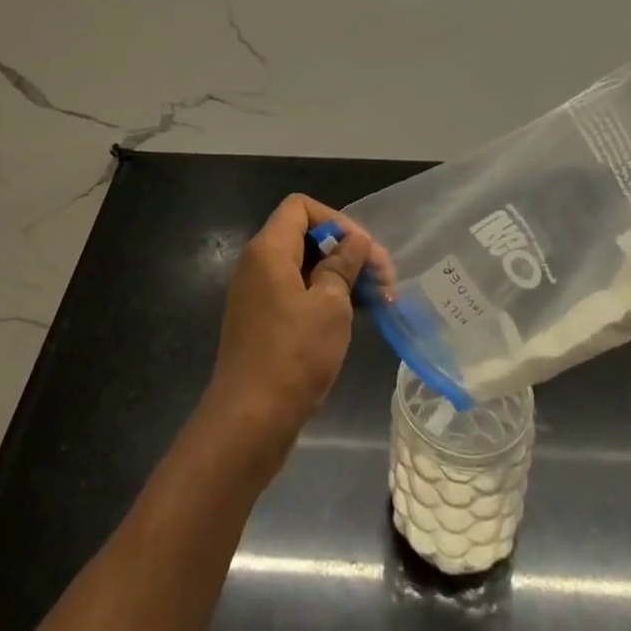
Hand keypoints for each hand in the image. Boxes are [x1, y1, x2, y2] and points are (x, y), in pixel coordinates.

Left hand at [201, 195, 370, 456]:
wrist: (248, 423)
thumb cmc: (293, 356)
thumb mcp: (330, 306)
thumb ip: (344, 265)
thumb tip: (356, 241)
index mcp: (268, 249)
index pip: (301, 207)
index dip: (336, 220)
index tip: (364, 251)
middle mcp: (257, 263)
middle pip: (304, 235)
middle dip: (345, 250)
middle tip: (383, 279)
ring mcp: (257, 294)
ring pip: (303, 266)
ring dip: (339, 276)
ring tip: (377, 299)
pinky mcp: (261, 321)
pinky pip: (295, 292)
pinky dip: (323, 297)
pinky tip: (352, 318)